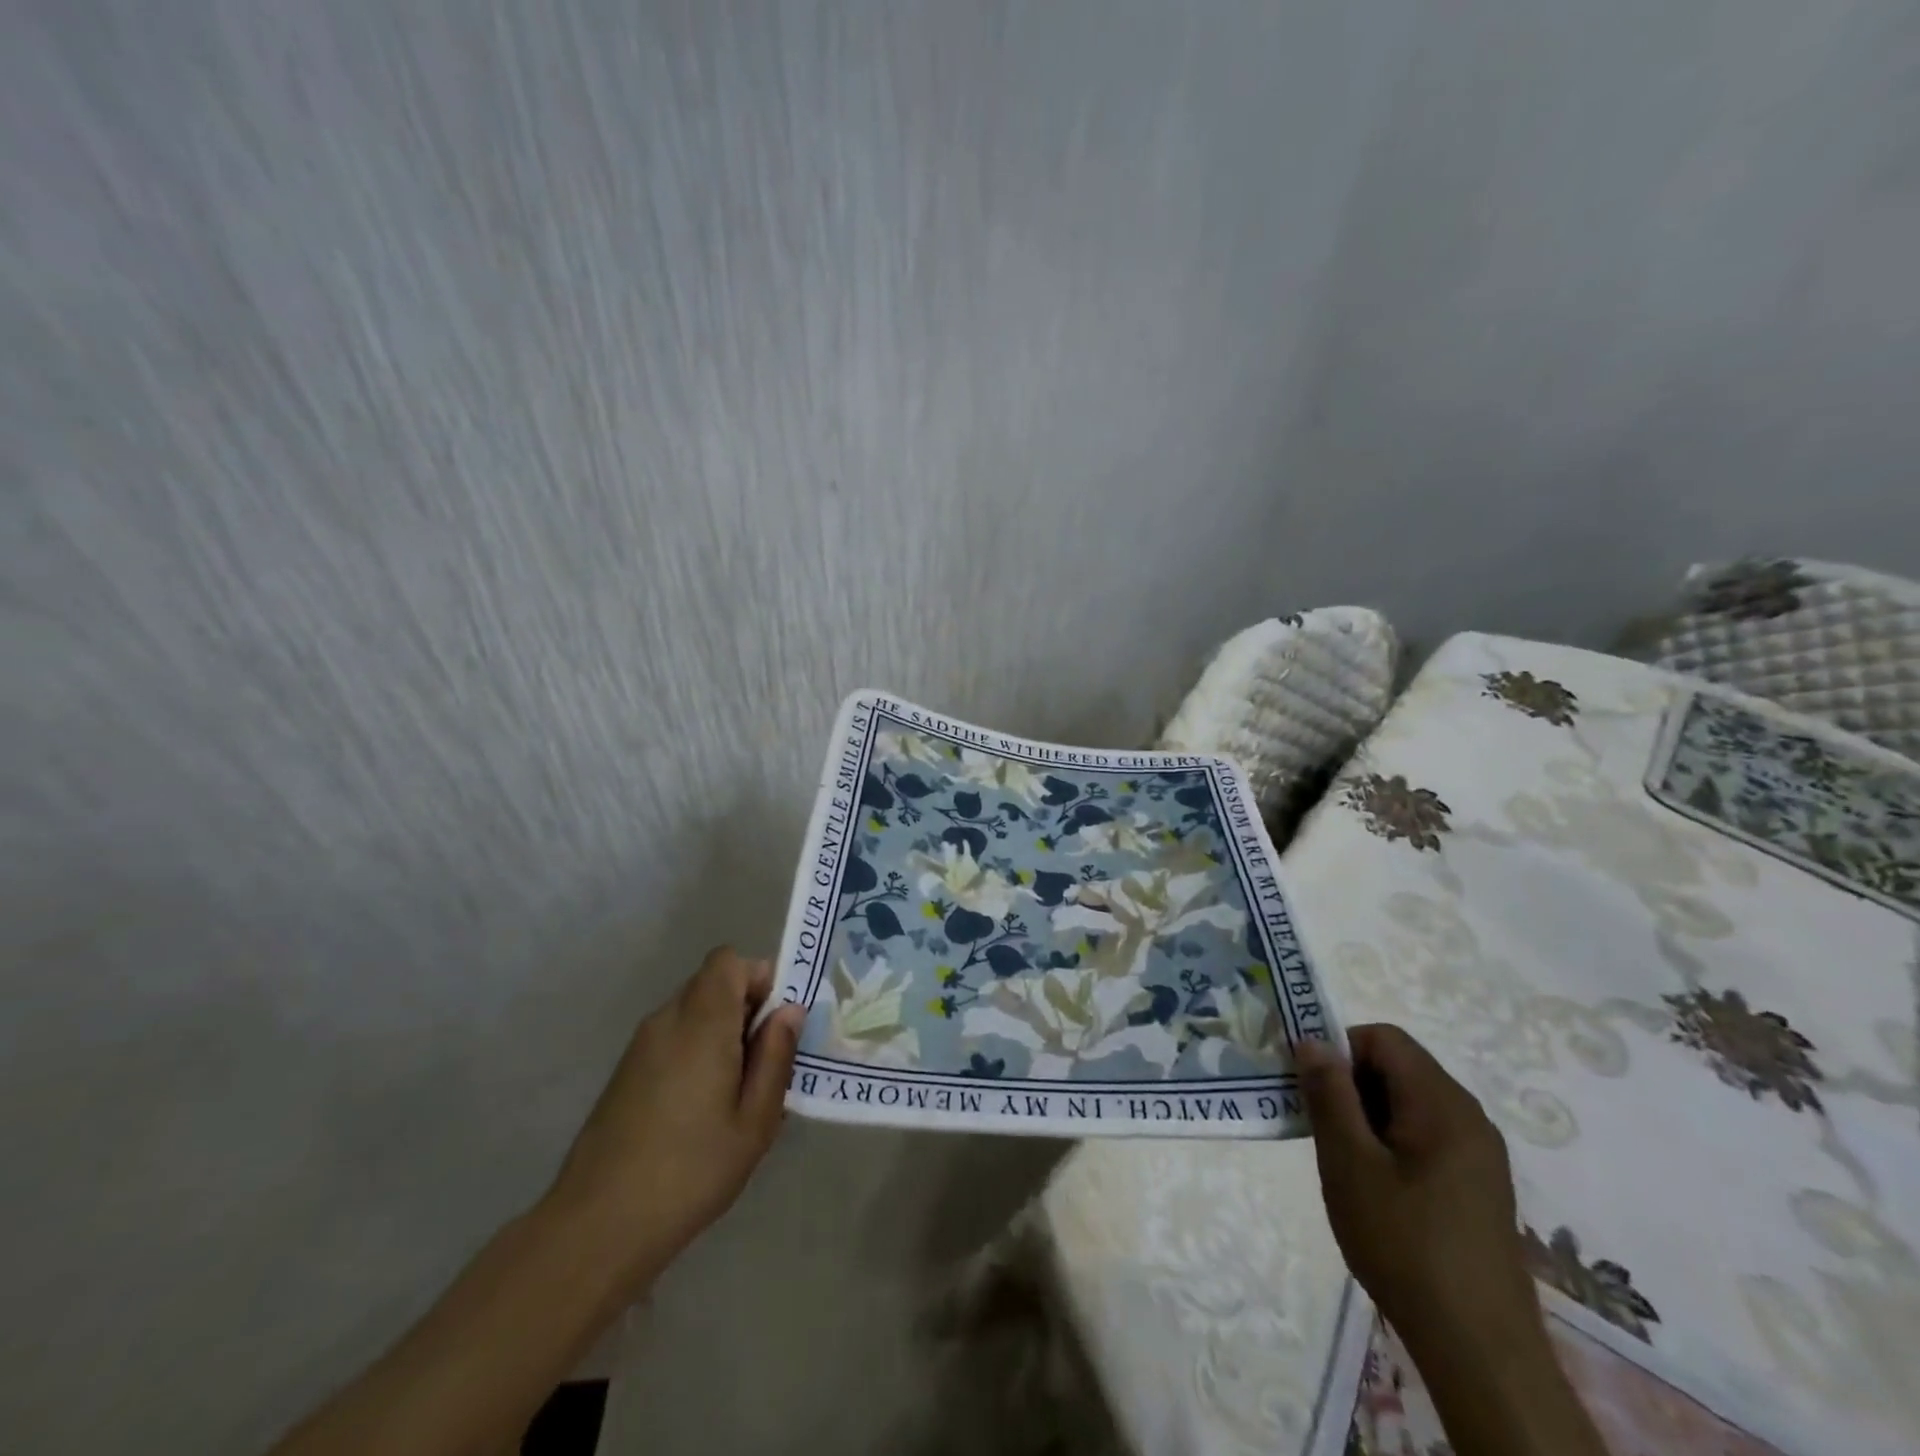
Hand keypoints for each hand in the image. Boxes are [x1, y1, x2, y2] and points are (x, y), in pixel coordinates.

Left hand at [543, 948, 804, 1293]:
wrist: (599, 1225)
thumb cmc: (691, 1170)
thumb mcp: (755, 1120)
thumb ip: (776, 1056)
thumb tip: (790, 1010)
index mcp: (702, 1022)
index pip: (728, 960)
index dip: (757, 977)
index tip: (773, 1022)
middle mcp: (667, 1020)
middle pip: (711, 983)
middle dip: (744, 1007)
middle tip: (762, 1062)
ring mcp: (640, 1045)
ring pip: (691, 1010)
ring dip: (719, 1030)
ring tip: (734, 1091)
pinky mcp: (625, 1071)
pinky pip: (671, 1037)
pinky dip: (694, 1050)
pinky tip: (699, 1108)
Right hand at [1296, 1025, 1540, 1358]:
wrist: (1480, 1351)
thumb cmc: (1404, 1244)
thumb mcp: (1348, 1163)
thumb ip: (1329, 1094)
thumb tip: (1312, 1040)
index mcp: (1442, 1103)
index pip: (1383, 1039)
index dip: (1339, 1049)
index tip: (1308, 1086)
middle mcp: (1468, 1117)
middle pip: (1398, 1067)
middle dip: (1350, 1083)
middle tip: (1318, 1125)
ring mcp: (1479, 1154)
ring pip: (1409, 1103)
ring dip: (1367, 1115)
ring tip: (1341, 1160)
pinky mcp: (1479, 1186)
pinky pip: (1426, 1135)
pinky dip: (1391, 1142)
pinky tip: (1374, 1187)